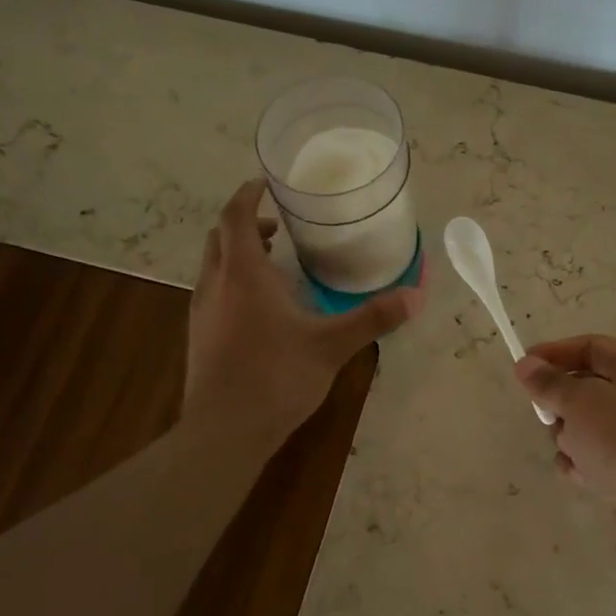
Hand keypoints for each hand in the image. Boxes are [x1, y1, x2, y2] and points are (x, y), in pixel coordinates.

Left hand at [186, 179, 421, 452]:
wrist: (223, 432)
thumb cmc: (276, 378)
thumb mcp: (331, 346)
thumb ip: (373, 318)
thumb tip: (416, 295)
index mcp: (243, 274)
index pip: (235, 215)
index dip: (248, 194)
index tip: (267, 183)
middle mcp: (216, 284)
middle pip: (220, 236)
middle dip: (247, 223)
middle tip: (280, 226)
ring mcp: (202, 312)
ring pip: (214, 265)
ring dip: (239, 254)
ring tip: (276, 264)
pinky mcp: (199, 337)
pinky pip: (214, 292)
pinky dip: (234, 282)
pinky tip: (261, 310)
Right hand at [515, 336, 615, 565]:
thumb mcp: (582, 403)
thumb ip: (550, 383)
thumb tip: (526, 365)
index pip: (592, 347)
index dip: (554, 353)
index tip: (522, 368)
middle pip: (586, 387)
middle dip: (561, 403)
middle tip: (548, 417)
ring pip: (585, 424)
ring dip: (569, 437)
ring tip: (574, 453)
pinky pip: (593, 455)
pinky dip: (581, 463)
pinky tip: (580, 476)